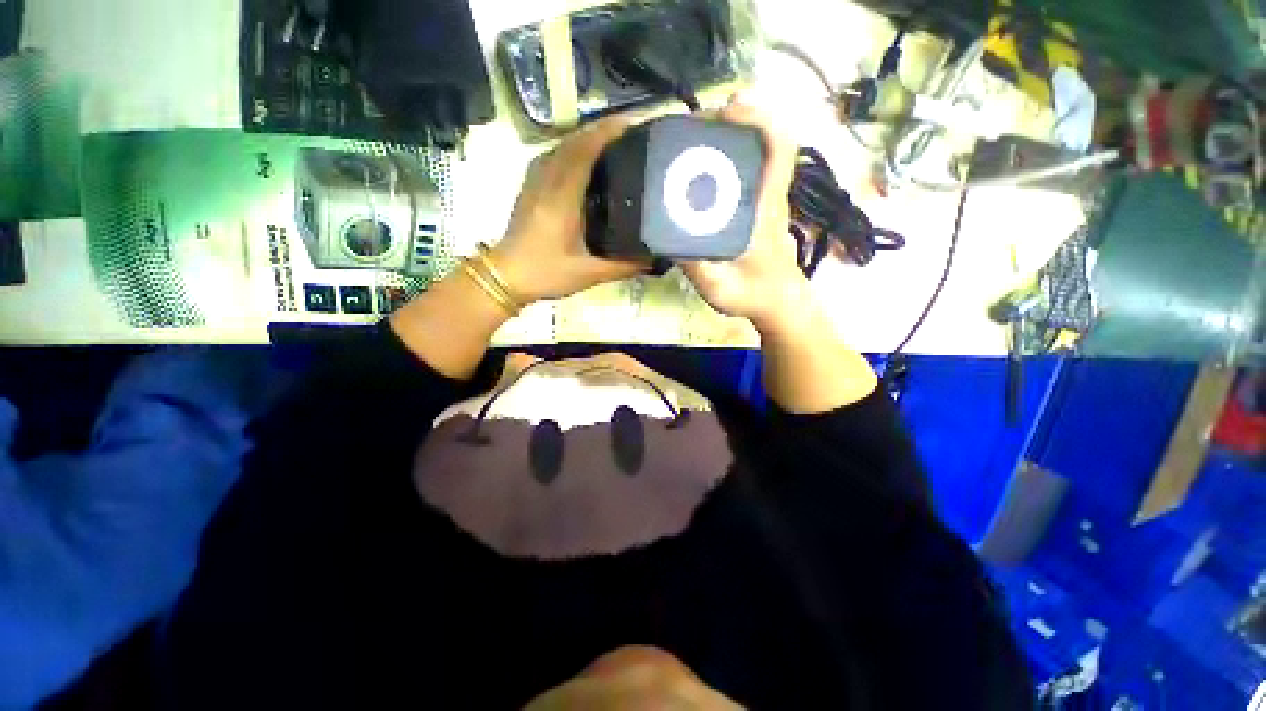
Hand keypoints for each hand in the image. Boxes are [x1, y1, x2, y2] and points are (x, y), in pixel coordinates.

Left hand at [491, 116, 647, 302]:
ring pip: (561, 147)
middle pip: (573, 142)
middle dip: (601, 131)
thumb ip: (622, 267)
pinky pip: (552, 156)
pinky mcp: (530, 187)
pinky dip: (572, 150)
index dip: (606, 133)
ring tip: (611, 142)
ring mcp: (534, 181)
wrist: (506, 276)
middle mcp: (546, 181)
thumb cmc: (546, 273)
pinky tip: (584, 161)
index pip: (583, 152)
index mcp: (561, 198)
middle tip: (629, 132)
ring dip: (585, 138)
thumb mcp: (588, 274)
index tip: (631, 124)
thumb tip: (653, 260)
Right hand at [679, 100, 807, 328]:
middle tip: (692, 126)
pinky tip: (697, 169)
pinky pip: (743, 172)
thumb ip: (697, 267)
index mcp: (764, 209)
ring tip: (689, 141)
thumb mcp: (719, 289)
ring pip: (752, 153)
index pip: (779, 149)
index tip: (728, 110)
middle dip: (730, 122)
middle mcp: (767, 195)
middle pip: (761, 140)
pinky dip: (723, 159)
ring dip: (725, 138)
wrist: (778, 303)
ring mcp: (763, 199)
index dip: (759, 119)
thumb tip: (668, 238)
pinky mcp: (756, 207)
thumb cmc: (753, 296)